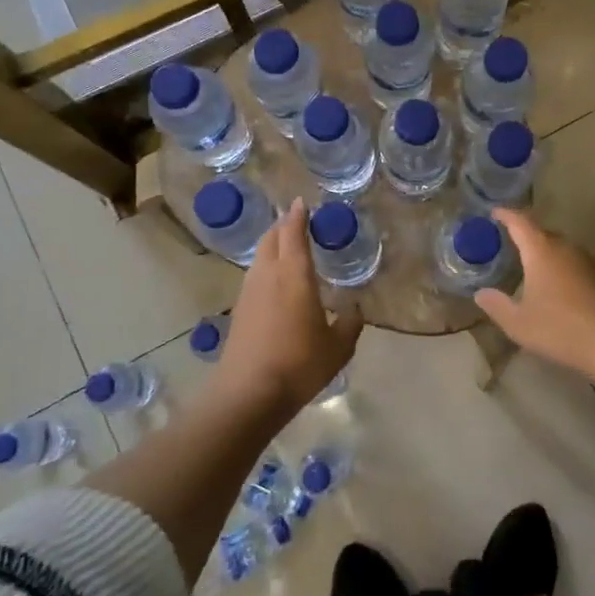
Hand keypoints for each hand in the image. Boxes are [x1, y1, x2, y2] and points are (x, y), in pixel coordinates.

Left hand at [222, 199, 364, 408]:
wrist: (248, 393)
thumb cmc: (299, 363)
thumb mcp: (338, 348)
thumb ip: (350, 324)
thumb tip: (355, 310)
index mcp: (294, 274)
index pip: (293, 232)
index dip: (298, 215)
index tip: (302, 202)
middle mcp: (268, 275)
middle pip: (271, 238)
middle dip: (283, 226)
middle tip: (298, 222)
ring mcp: (249, 292)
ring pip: (260, 257)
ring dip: (272, 246)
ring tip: (288, 248)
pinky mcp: (239, 311)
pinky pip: (255, 276)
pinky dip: (266, 268)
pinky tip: (276, 283)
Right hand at [475, 208, 594, 370]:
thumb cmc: (559, 328)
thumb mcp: (518, 323)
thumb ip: (497, 305)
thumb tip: (481, 294)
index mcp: (541, 251)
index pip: (520, 222)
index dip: (506, 215)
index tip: (494, 212)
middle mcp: (565, 248)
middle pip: (542, 232)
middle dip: (525, 235)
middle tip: (508, 242)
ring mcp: (586, 261)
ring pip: (559, 247)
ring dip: (544, 252)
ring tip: (529, 265)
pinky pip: (572, 262)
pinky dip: (559, 267)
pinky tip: (554, 286)